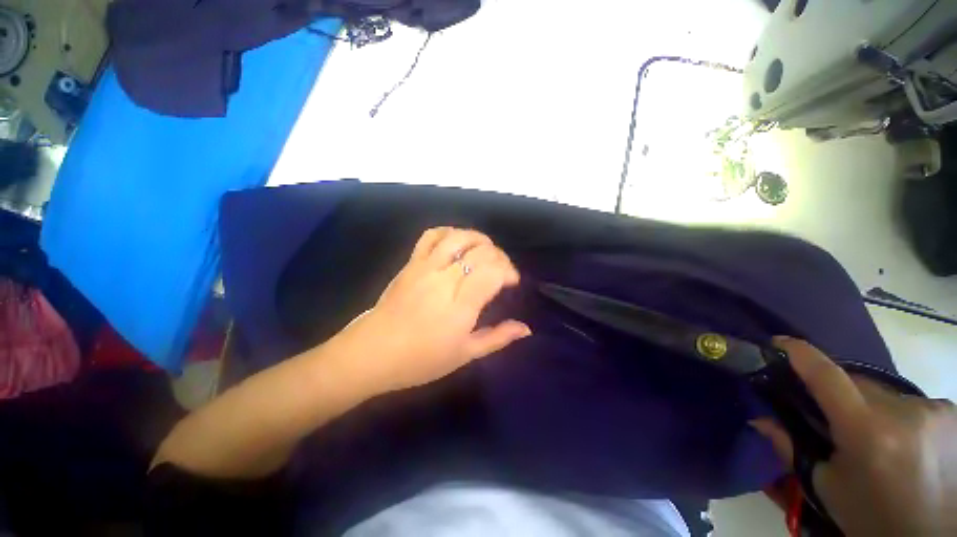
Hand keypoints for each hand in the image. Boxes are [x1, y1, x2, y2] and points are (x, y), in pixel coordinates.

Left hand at [336, 227, 530, 393]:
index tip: (511, 282)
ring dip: (479, 239)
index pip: (493, 271)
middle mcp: (445, 279)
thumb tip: (525, 328)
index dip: (509, 271)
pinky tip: (457, 243)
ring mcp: (425, 267)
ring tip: (485, 251)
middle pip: (481, 251)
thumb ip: (497, 338)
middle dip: (499, 256)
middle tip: (501, 271)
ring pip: (459, 237)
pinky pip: (431, 236)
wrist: (372, 353)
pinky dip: (449, 233)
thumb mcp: (464, 354)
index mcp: (460, 305)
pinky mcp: (411, 263)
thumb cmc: (421, 360)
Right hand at [752, 337, 956, 536]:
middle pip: (857, 383)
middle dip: (839, 395)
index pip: (827, 376)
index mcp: (867, 431)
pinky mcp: (953, 411)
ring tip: (877, 441)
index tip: (778, 342)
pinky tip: (907, 442)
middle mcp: (903, 411)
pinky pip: (912, 402)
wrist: (934, 535)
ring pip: (885, 393)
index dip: (799, 353)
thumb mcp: (828, 488)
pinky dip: (899, 415)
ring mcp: (934, 408)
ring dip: (871, 407)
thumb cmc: (872, 516)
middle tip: (834, 421)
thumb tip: (759, 418)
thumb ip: (791, 447)